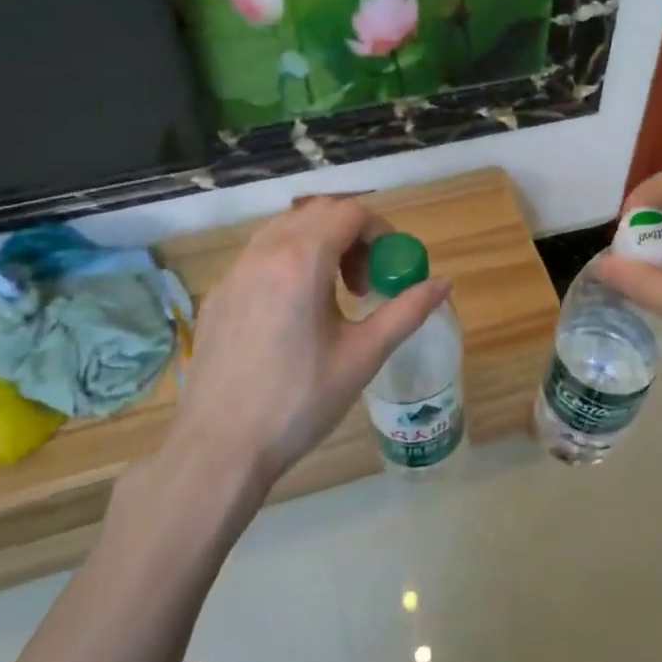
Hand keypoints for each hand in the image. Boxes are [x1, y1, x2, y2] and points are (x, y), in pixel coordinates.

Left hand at [171, 197, 451, 490]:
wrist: (219, 449)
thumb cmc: (299, 402)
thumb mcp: (363, 356)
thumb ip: (406, 311)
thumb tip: (444, 283)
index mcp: (302, 260)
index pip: (350, 212)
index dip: (380, 230)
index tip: (390, 266)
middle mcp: (264, 252)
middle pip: (317, 212)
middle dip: (351, 234)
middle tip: (364, 281)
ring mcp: (234, 272)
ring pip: (285, 228)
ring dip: (319, 243)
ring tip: (332, 294)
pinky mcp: (217, 294)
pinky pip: (259, 255)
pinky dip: (288, 262)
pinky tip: (293, 313)